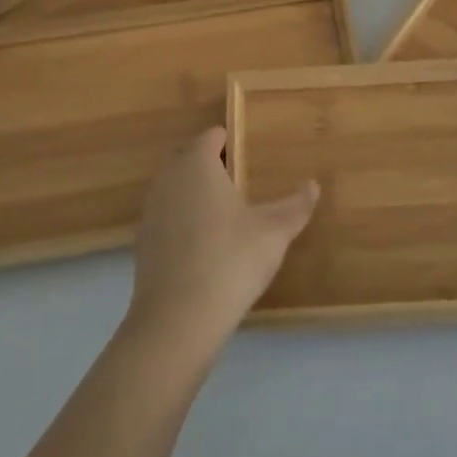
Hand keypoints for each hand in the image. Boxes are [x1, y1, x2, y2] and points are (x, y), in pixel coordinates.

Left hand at [124, 127, 317, 364]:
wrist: (177, 320)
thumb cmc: (230, 261)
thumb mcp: (273, 233)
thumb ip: (295, 206)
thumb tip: (313, 185)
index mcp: (197, 164)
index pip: (211, 136)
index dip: (229, 141)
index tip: (248, 155)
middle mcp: (169, 179)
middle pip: (186, 157)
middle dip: (208, 162)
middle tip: (237, 180)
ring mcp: (151, 210)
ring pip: (173, 186)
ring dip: (192, 191)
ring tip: (222, 212)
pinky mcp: (143, 242)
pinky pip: (165, 216)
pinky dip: (180, 220)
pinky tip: (202, 245)